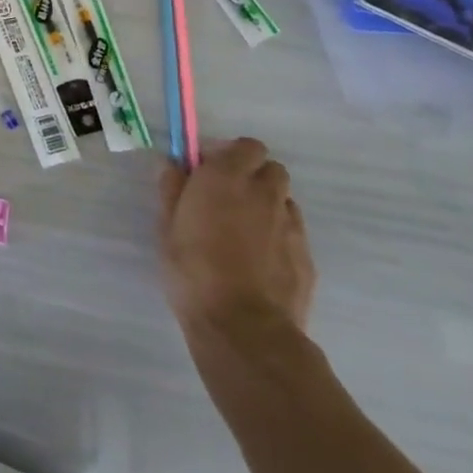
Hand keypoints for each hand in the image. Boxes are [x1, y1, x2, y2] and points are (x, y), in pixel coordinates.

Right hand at [158, 138, 315, 343]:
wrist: (243, 326)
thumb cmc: (192, 269)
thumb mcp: (166, 226)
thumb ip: (172, 189)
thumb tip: (174, 165)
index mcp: (225, 178)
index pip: (246, 146)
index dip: (229, 154)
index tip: (209, 171)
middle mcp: (263, 193)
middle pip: (271, 169)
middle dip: (253, 176)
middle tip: (227, 198)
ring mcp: (291, 225)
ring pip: (283, 199)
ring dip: (267, 204)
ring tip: (245, 231)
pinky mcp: (307, 256)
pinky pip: (293, 231)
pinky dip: (279, 234)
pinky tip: (260, 258)